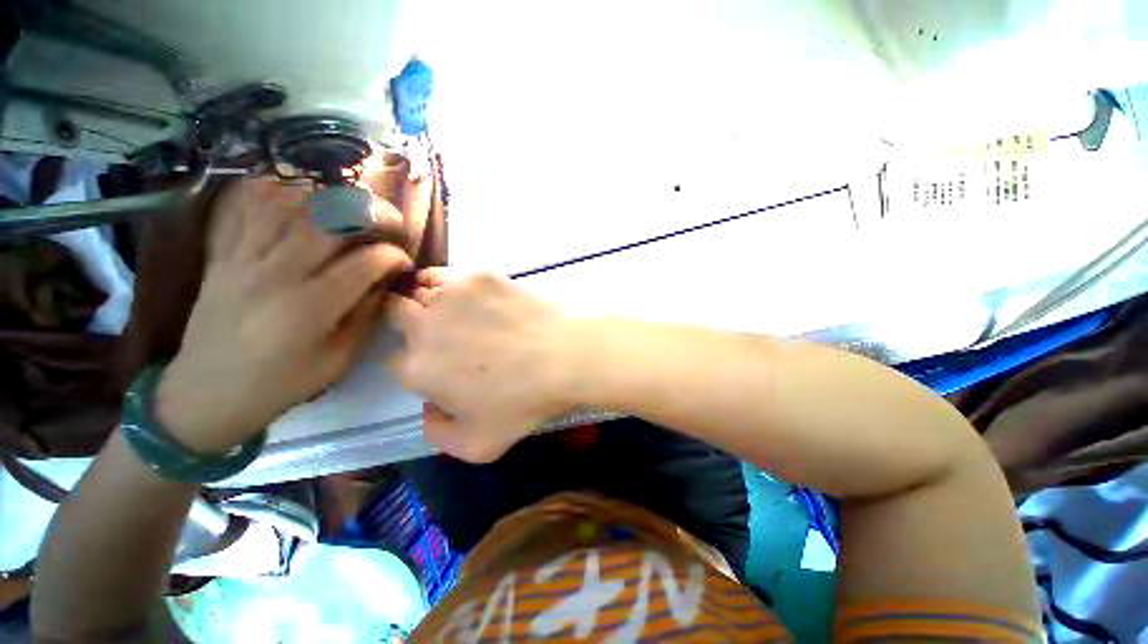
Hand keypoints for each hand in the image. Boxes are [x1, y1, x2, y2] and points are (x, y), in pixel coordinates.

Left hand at [157, 179, 411, 452]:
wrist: (207, 393)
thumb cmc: (282, 383)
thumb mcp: (339, 359)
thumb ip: (366, 314)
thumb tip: (386, 279)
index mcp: (310, 307)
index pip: (365, 262)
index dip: (394, 255)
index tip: (404, 261)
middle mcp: (275, 274)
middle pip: (328, 222)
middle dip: (370, 214)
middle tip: (390, 223)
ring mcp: (243, 259)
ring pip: (289, 206)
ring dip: (328, 199)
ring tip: (352, 206)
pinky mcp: (223, 255)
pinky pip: (245, 209)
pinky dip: (273, 192)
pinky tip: (297, 193)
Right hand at [390, 270, 585, 461]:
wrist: (564, 358)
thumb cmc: (524, 403)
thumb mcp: (478, 446)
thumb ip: (438, 434)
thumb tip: (429, 408)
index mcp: (418, 369)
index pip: (395, 361)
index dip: (415, 362)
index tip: (437, 364)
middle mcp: (424, 327)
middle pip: (396, 314)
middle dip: (407, 322)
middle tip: (440, 330)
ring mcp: (452, 296)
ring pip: (419, 289)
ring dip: (427, 299)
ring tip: (454, 309)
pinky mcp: (478, 277)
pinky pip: (448, 274)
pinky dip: (450, 283)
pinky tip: (471, 295)